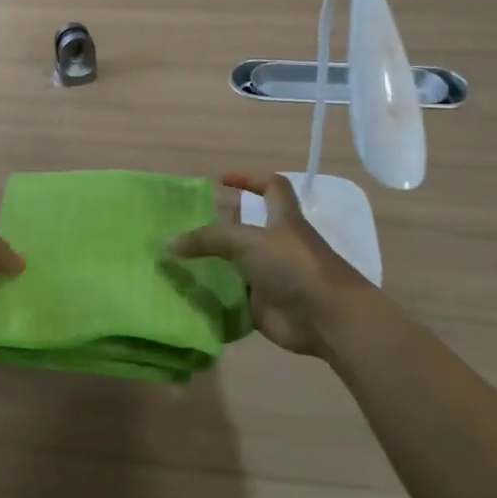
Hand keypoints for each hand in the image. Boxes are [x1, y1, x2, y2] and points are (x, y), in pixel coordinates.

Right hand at [166, 172, 373, 356]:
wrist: (327, 318)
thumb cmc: (294, 266)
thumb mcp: (248, 241)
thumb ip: (208, 239)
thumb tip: (169, 244)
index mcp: (283, 220)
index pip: (271, 187)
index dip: (250, 179)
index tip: (221, 182)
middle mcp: (277, 246)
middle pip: (246, 230)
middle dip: (218, 229)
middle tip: (184, 230)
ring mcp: (271, 278)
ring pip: (236, 266)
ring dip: (211, 266)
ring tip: (175, 263)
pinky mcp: (263, 307)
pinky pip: (232, 299)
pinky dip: (213, 299)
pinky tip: (187, 296)